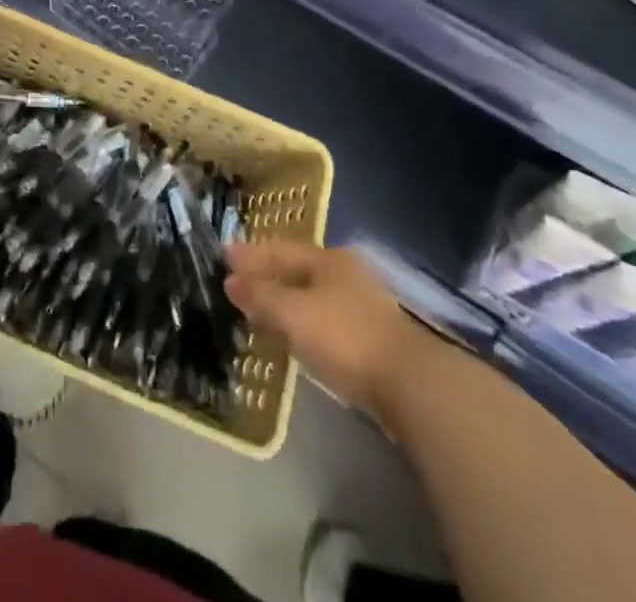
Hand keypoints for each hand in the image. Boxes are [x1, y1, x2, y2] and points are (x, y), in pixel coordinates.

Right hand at [225, 240, 429, 420]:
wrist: (412, 385)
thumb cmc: (346, 337)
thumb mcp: (294, 313)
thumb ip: (261, 296)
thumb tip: (230, 280)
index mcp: (328, 259)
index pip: (280, 249)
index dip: (250, 253)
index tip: (224, 254)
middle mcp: (346, 274)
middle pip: (297, 269)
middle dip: (267, 274)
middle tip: (239, 280)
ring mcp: (363, 305)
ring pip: (312, 294)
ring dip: (285, 299)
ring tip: (261, 308)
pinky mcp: (373, 338)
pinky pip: (324, 318)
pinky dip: (303, 320)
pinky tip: (294, 334)